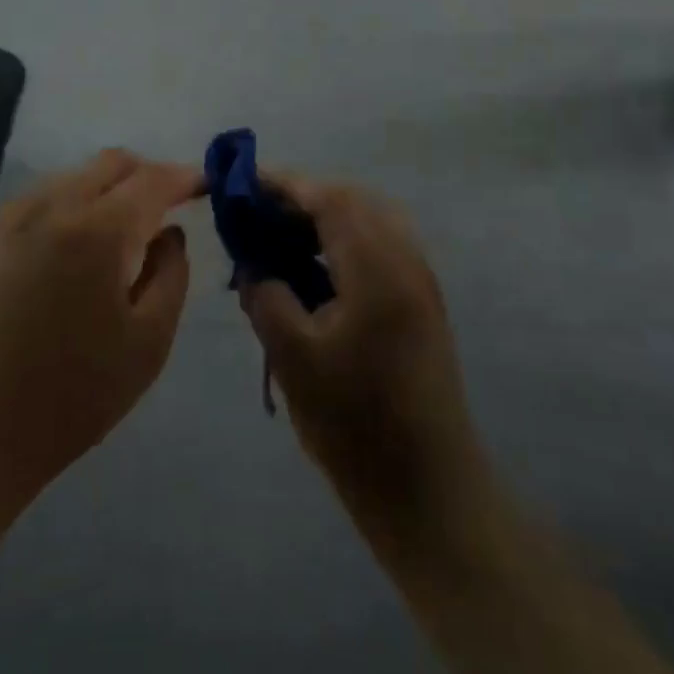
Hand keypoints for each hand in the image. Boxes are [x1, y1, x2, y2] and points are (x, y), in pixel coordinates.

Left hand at [0, 151, 196, 514]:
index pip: (153, 180)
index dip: (184, 177)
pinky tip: (66, 254)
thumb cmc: (66, 399)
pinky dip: (67, 208)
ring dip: (104, 191)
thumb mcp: (147, 346)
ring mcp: (7, 217)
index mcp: (98, 230)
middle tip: (165, 208)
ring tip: (116, 235)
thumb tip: (170, 234)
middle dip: (146, 175)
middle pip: (111, 164)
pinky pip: (37, 201)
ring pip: (71, 178)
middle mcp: (51, 205)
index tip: (204, 185)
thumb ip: (171, 276)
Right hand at [239, 177, 484, 523]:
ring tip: (283, 238)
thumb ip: (267, 296)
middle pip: (353, 200)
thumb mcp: (294, 357)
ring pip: (371, 220)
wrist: (429, 489)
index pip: (329, 198)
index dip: (285, 184)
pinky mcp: (423, 302)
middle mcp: (406, 259)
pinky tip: (317, 268)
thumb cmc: (355, 424)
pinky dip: (346, 240)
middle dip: (304, 197)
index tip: (244, 183)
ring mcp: (420, 280)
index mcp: (378, 267)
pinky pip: (382, 245)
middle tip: (260, 214)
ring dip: (327, 217)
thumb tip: (254, 266)